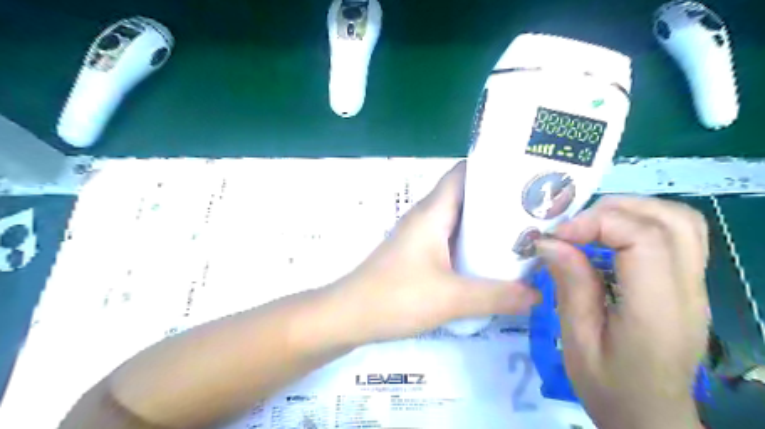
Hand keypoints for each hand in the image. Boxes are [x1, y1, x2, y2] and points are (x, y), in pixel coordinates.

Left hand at [332, 160, 539, 343]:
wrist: (349, 315)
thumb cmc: (396, 297)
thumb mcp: (452, 298)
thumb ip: (497, 295)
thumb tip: (538, 293)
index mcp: (433, 212)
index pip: (464, 173)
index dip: (494, 168)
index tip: (527, 176)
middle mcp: (426, 217)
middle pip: (467, 196)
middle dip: (499, 200)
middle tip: (536, 210)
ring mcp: (420, 235)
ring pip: (459, 220)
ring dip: (487, 225)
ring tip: (523, 233)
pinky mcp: (418, 254)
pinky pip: (451, 240)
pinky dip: (472, 244)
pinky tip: (491, 260)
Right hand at [534, 197, 707, 427]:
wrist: (651, 416)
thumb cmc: (609, 385)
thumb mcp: (577, 339)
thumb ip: (570, 285)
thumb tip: (550, 242)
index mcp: (657, 310)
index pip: (644, 239)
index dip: (596, 224)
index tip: (557, 236)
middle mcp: (687, 291)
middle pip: (670, 220)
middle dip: (613, 210)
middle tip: (573, 227)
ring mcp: (696, 286)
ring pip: (681, 221)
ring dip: (632, 211)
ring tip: (591, 225)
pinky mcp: (690, 286)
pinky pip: (680, 235)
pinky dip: (644, 222)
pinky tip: (612, 237)